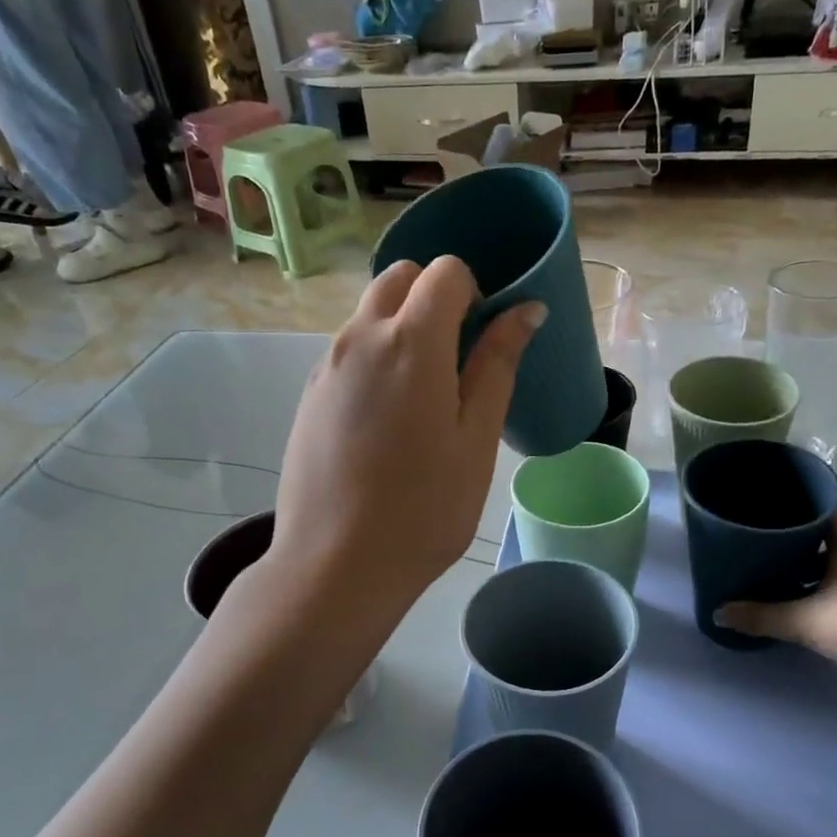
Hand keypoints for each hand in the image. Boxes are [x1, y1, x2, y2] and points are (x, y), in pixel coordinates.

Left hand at [271, 256, 543, 623]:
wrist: (335, 564)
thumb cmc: (424, 508)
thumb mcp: (476, 439)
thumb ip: (498, 365)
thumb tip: (526, 310)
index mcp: (410, 342)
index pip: (444, 271)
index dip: (473, 291)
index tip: (485, 336)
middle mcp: (360, 337)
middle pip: (398, 278)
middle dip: (433, 297)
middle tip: (457, 356)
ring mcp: (327, 365)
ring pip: (369, 313)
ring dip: (401, 327)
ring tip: (423, 396)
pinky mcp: (309, 393)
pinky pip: (348, 350)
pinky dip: (375, 356)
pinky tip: (388, 419)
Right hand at [715, 510, 836, 685]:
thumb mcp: (808, 623)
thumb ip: (762, 616)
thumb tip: (718, 612)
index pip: (820, 508)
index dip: (793, 508)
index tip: (766, 513)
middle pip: (831, 535)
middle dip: (800, 542)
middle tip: (766, 549)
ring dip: (820, 568)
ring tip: (787, 578)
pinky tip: (822, 603)